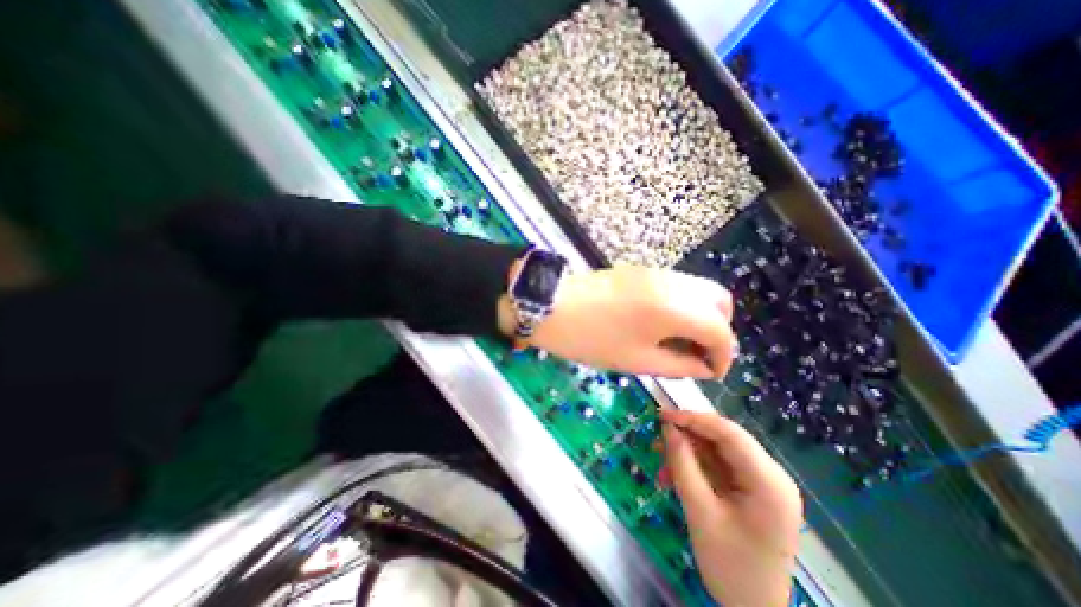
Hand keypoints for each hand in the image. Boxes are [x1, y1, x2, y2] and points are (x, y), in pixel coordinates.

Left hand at [502, 266, 739, 378]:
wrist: (550, 306)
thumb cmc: (591, 338)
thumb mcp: (636, 360)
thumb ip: (678, 365)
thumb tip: (703, 368)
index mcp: (674, 308)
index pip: (720, 330)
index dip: (723, 356)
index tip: (711, 373)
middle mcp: (672, 283)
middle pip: (718, 301)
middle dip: (717, 330)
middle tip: (697, 353)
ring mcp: (656, 272)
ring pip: (698, 290)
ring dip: (700, 315)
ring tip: (679, 341)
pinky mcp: (641, 271)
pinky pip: (677, 286)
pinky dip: (682, 305)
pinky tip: (662, 323)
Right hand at [658, 408, 799, 606]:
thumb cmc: (731, 567)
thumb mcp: (700, 513)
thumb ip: (683, 465)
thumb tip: (667, 428)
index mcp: (769, 482)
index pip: (729, 433)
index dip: (693, 418)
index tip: (662, 415)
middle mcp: (770, 475)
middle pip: (723, 439)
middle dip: (687, 436)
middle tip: (657, 437)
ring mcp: (761, 482)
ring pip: (717, 450)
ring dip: (687, 453)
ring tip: (661, 463)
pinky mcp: (750, 489)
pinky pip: (717, 466)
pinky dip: (694, 467)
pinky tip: (673, 477)